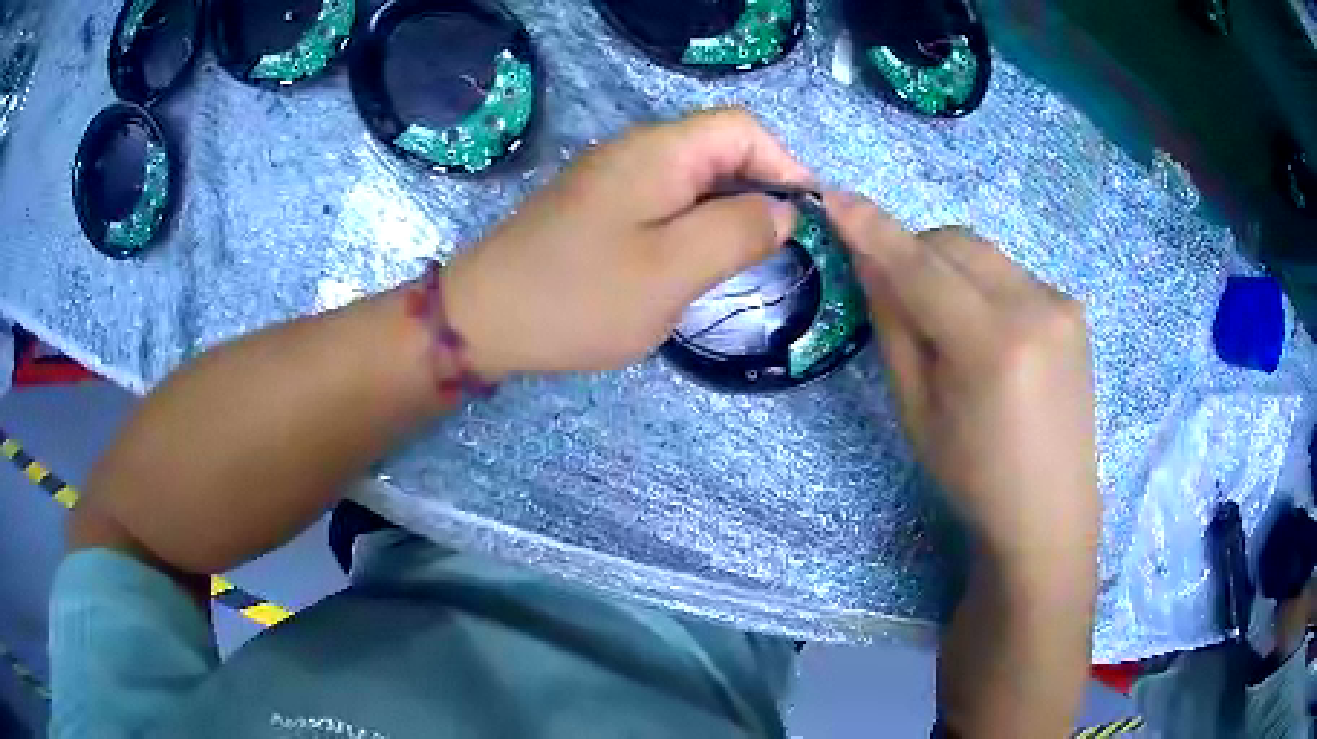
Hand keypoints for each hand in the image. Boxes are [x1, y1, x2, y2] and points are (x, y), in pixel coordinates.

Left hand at [441, 108, 812, 378]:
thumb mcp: (672, 269)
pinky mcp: (597, 206)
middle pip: (718, 150)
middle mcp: (636, 151)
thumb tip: (784, 211)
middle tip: (775, 249)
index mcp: (660, 152)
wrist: (483, 318)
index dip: (784, 163)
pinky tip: (691, 264)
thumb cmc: (579, 296)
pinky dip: (691, 224)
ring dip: (725, 211)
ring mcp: (612, 178)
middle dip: (758, 191)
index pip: (743, 129)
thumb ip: (738, 232)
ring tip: (740, 261)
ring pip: (692, 179)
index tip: (806, 216)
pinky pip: (662, 200)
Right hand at [825, 193, 1100, 567]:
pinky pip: (1011, 273)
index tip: (834, 197)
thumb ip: (895, 328)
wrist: (1051, 511)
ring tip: (949, 323)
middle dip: (916, 252)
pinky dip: (983, 286)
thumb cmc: (974, 477)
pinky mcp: (1073, 309)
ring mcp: (1061, 303)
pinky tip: (990, 334)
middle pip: (955, 242)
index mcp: (991, 345)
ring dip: (950, 268)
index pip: (920, 266)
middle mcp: (1034, 307)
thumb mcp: (917, 412)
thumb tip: (871, 263)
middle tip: (898, 294)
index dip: (874, 230)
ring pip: (984, 253)